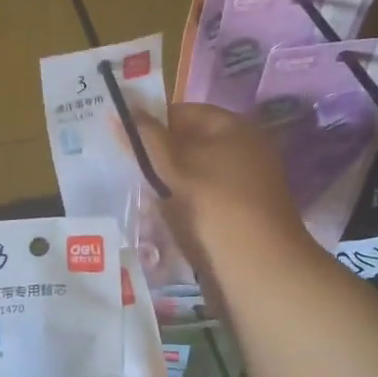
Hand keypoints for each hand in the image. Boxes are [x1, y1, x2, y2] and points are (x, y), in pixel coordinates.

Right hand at [126, 102, 312, 274]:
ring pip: (193, 175)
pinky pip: (202, 201)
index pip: (184, 112)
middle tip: (124, 169)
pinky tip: (160, 219)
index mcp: (234, 128)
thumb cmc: (215, 204)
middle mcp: (243, 150)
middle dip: (157, 157)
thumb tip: (120, 110)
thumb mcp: (176, 166)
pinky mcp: (239, 215)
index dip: (152, 123)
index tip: (122, 141)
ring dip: (166, 185)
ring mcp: (243, 185)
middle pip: (189, 145)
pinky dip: (181, 206)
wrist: (257, 266)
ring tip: (137, 195)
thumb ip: (146, 138)